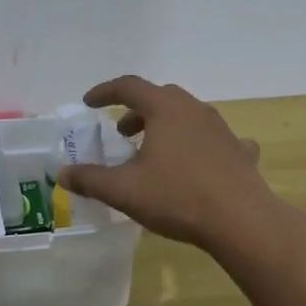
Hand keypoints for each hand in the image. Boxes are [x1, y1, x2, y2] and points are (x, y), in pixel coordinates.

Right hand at [57, 76, 272, 248]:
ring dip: (167, 126)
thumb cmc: (177, 197)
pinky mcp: (239, 151)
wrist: (241, 220)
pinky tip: (201, 163)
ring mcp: (222, 128)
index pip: (129, 86)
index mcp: (165, 109)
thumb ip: (91, 179)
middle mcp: (194, 109)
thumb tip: (64, 174)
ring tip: (154, 151)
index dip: (105, 92)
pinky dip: (201, 145)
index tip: (89, 103)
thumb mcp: (125, 191)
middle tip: (122, 132)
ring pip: (188, 115)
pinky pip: (216, 139)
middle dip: (137, 111)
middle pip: (160, 97)